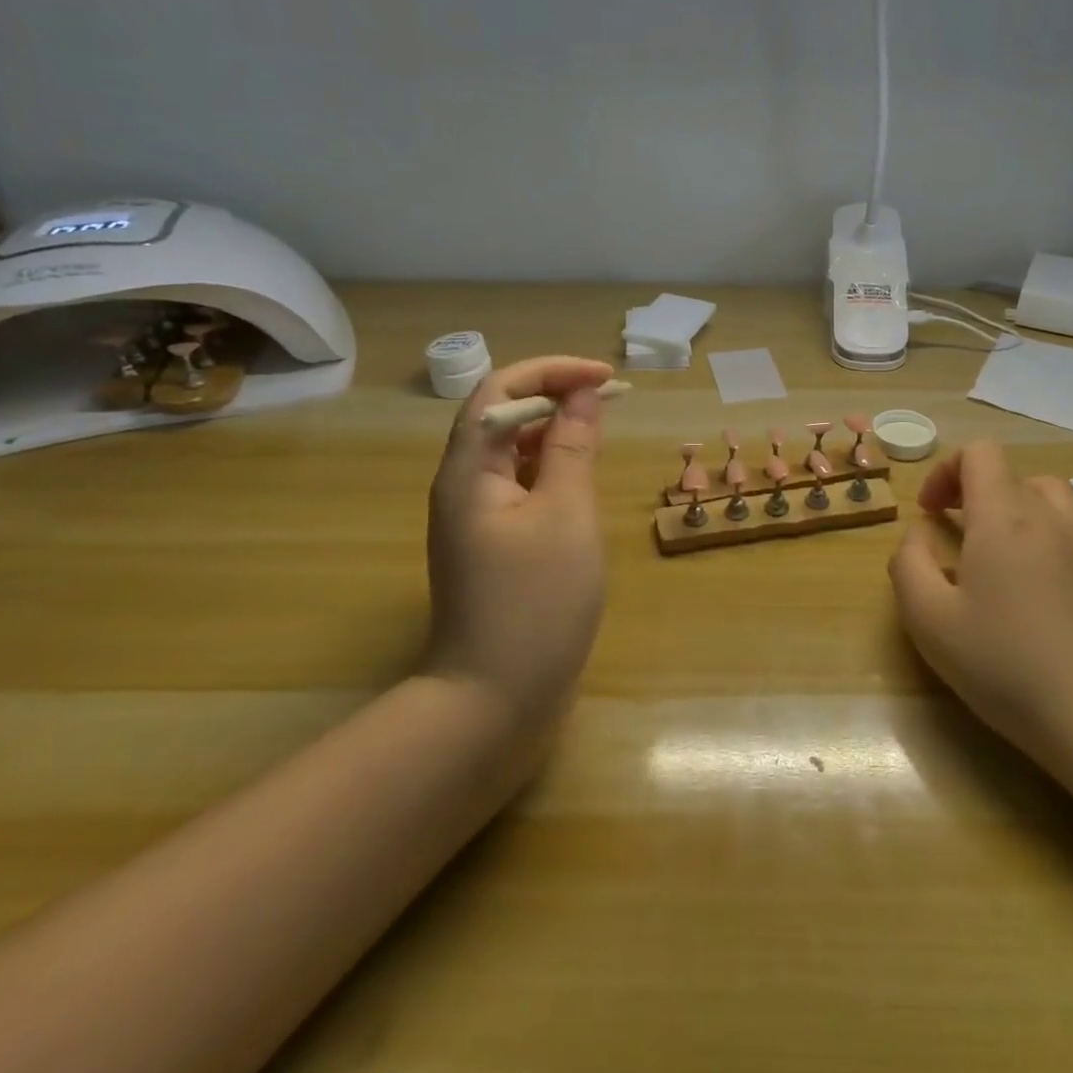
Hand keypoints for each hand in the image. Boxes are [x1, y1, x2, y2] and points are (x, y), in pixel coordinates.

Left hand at [425, 356, 612, 725]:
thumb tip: (584, 394)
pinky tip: (580, 478)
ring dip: (554, 429)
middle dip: (555, 394)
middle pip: (502, 415)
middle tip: (610, 399)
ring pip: (511, 450)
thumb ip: (572, 447)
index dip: (552, 371)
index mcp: (469, 470)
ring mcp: (474, 517)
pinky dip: (551, 467)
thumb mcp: (565, 514)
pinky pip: (518, 484)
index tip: (606, 377)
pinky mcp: (492, 543)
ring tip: (601, 429)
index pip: (500, 389)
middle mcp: (462, 485)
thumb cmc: (535, 603)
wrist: (493, 701)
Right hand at [888, 440, 1072, 765]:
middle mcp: (1049, 515)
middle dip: (974, 490)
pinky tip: (1027, 585)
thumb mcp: (929, 618)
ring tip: (992, 551)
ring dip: (1011, 509)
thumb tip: (919, 535)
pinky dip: (1039, 534)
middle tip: (953, 530)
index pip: (980, 453)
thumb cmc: (1006, 662)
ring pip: (1044, 496)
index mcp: (1004, 514)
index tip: (929, 513)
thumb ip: (909, 563)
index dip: (946, 471)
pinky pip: (1066, 528)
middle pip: (1011, 472)